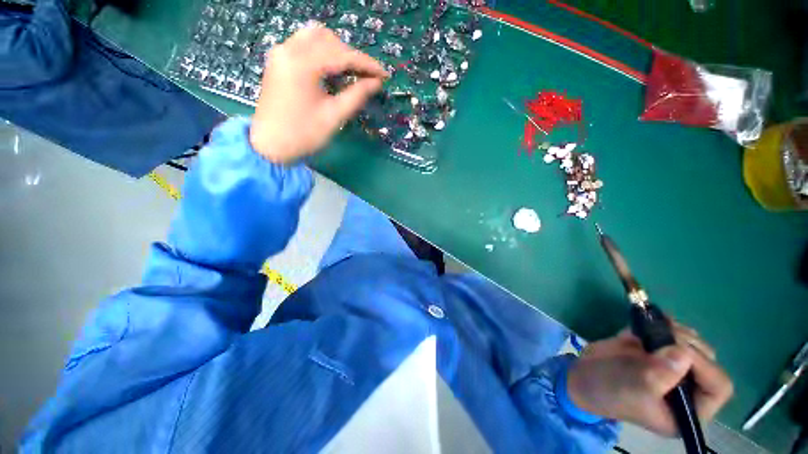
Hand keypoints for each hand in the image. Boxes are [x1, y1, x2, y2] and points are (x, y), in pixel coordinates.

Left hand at [249, 24, 387, 162]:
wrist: (270, 146)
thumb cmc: (303, 135)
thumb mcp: (334, 117)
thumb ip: (356, 95)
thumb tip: (377, 83)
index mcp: (302, 64)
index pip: (341, 55)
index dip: (366, 64)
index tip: (384, 75)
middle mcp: (289, 50)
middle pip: (328, 39)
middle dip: (351, 55)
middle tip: (367, 76)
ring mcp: (280, 53)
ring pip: (315, 37)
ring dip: (337, 50)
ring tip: (351, 72)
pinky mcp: (278, 61)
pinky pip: (304, 45)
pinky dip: (322, 53)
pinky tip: (332, 70)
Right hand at [566, 323, 732, 435]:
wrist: (582, 376)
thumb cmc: (608, 391)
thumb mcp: (632, 389)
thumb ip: (658, 375)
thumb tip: (683, 353)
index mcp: (689, 410)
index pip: (718, 387)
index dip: (705, 367)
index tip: (676, 349)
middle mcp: (688, 389)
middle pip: (708, 361)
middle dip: (688, 344)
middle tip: (662, 334)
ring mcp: (674, 368)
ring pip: (693, 345)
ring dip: (677, 332)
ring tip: (653, 327)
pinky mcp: (658, 351)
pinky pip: (673, 334)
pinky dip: (664, 324)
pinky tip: (648, 322)